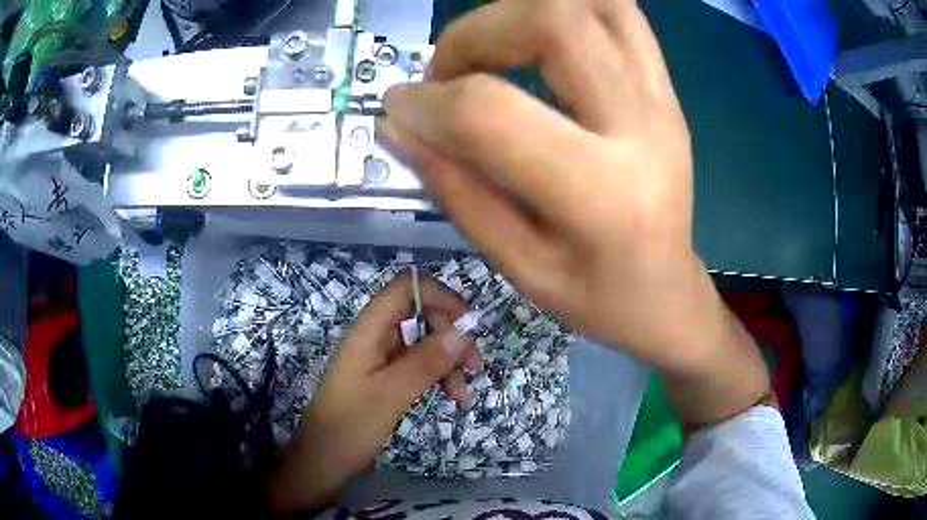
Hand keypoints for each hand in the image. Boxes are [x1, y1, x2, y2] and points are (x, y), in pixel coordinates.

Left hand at [267, 273, 479, 514]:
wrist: (323, 461)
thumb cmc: (350, 426)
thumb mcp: (391, 394)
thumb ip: (426, 361)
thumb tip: (463, 331)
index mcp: (369, 330)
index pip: (405, 288)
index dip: (439, 296)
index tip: (468, 325)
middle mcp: (375, 337)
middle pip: (420, 315)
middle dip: (451, 337)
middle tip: (474, 367)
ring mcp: (380, 358)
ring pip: (423, 343)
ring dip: (448, 362)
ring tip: (463, 395)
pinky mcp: (385, 378)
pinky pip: (417, 366)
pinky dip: (437, 377)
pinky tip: (451, 398)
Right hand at [381, 0, 769, 423]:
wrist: (669, 294)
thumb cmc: (597, 299)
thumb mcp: (518, 265)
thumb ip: (454, 189)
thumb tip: (397, 126)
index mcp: (601, 196)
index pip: (493, 112)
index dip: (429, 102)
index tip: (399, 109)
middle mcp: (642, 129)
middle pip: (554, 21)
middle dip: (477, 33)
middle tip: (450, 72)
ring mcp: (662, 100)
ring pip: (591, 3)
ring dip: (520, 11)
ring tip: (490, 51)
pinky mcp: (667, 89)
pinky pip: (620, 13)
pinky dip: (567, 8)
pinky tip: (537, 39)